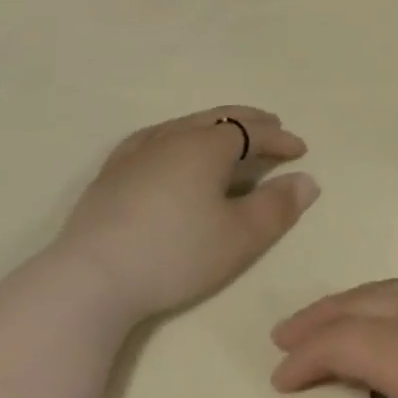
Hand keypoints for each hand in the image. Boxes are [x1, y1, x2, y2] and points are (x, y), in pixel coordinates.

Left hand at [56, 106, 318, 319]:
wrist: (91, 278)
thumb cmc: (175, 254)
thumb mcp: (239, 237)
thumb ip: (277, 206)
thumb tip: (306, 180)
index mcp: (207, 146)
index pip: (252, 132)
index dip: (279, 139)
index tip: (300, 150)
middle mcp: (173, 137)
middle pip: (219, 119)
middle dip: (250, 122)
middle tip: (272, 127)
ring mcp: (138, 151)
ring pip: (186, 125)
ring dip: (215, 127)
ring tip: (228, 137)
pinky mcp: (112, 172)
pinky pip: (154, 138)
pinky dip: (178, 136)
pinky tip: (170, 147)